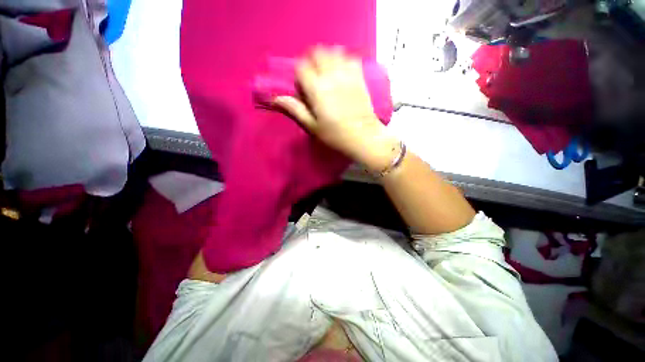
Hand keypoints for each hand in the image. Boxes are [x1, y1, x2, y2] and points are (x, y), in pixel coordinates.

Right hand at [273, 47, 398, 171]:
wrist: (363, 137)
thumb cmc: (335, 135)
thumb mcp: (312, 126)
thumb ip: (295, 109)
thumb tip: (275, 99)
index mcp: (317, 89)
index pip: (302, 67)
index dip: (300, 75)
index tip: (303, 88)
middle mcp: (331, 76)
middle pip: (317, 53)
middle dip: (312, 62)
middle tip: (314, 78)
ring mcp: (347, 74)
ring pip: (334, 51)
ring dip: (328, 58)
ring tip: (328, 73)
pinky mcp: (360, 77)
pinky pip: (351, 58)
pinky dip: (344, 60)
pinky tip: (343, 72)